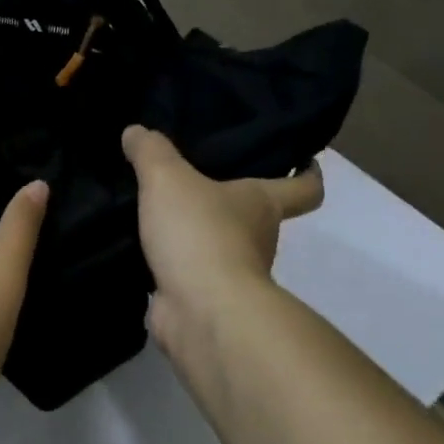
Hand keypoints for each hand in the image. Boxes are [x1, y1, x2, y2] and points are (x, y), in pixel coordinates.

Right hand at [121, 125, 321, 380]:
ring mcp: (232, 274)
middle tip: (195, 177)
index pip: (304, 187)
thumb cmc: (200, 234)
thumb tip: (136, 132)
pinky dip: (172, 264)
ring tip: (158, 210)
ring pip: (219, 245)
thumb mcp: (168, 178)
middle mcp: (258, 239)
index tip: (304, 159)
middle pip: (257, 215)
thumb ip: (151, 151)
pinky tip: (144, 247)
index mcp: (264, 204)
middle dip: (232, 200)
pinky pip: (189, 273)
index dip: (308, 173)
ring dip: (197, 234)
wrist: (199, 311)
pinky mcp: (203, 299)